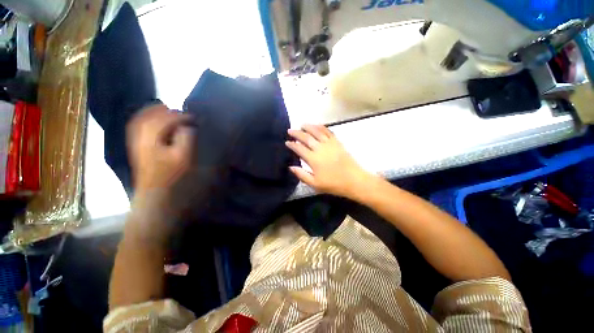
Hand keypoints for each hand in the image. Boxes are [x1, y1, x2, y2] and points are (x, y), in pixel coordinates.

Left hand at [127, 104, 194, 194]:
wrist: (154, 191)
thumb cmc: (171, 175)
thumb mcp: (183, 157)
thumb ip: (185, 138)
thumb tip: (186, 126)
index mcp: (151, 138)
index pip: (165, 120)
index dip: (180, 116)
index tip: (193, 117)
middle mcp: (139, 136)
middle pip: (149, 116)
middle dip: (166, 111)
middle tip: (181, 112)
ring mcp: (135, 141)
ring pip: (141, 119)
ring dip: (154, 112)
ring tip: (167, 110)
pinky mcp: (136, 146)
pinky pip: (137, 126)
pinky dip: (145, 119)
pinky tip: (153, 120)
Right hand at [286, 124, 373, 198]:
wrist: (353, 180)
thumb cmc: (333, 184)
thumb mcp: (315, 184)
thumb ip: (301, 175)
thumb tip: (291, 167)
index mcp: (313, 159)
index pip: (299, 148)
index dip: (292, 145)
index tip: (287, 142)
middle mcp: (320, 148)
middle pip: (306, 137)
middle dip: (297, 133)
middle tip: (290, 130)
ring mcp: (329, 144)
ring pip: (317, 132)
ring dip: (309, 127)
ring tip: (302, 124)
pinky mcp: (337, 143)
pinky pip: (328, 132)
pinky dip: (322, 127)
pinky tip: (318, 125)